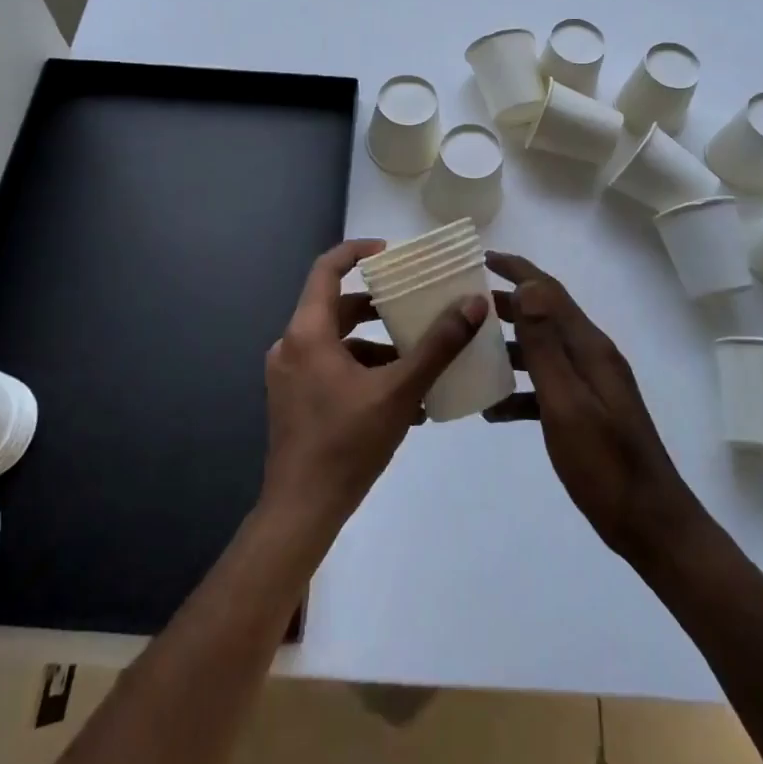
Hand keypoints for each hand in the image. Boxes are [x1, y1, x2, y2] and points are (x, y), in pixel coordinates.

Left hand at [260, 239, 486, 539]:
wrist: (301, 512)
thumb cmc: (347, 444)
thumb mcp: (400, 391)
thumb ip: (438, 346)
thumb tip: (474, 304)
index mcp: (308, 332)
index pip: (326, 269)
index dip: (357, 251)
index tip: (392, 252)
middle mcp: (291, 345)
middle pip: (337, 307)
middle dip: (378, 306)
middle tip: (416, 305)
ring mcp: (288, 375)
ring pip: (336, 342)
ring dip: (375, 345)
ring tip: (418, 358)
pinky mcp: (293, 400)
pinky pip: (330, 368)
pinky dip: (362, 370)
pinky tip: (401, 399)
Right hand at [486, 251, 709, 567]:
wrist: (651, 525)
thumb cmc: (605, 465)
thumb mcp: (567, 403)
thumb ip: (546, 346)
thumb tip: (529, 287)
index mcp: (590, 347)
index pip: (550, 292)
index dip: (519, 270)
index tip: (484, 257)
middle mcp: (592, 356)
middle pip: (546, 316)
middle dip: (508, 305)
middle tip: (467, 303)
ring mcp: (592, 385)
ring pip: (544, 351)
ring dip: (510, 346)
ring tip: (472, 351)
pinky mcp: (588, 411)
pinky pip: (548, 387)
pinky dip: (521, 390)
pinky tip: (493, 409)